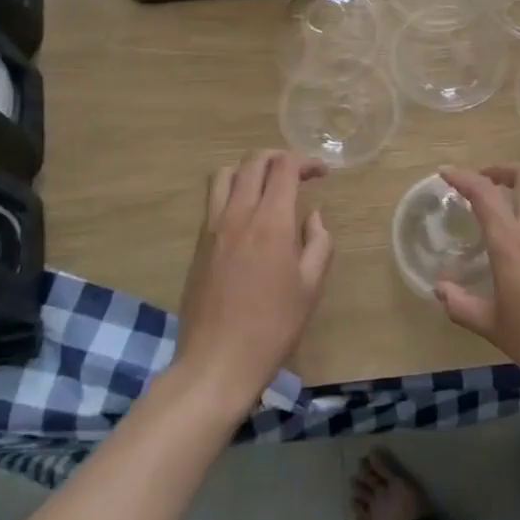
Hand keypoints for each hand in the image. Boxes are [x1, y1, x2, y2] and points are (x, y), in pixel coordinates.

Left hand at [177, 150, 332, 409]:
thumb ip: (318, 243)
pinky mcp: (198, 244)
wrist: (218, 361)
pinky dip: (231, 192)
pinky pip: (213, 200)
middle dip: (278, 158)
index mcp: (270, 222)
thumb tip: (313, 217)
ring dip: (249, 170)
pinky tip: (246, 216)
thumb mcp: (311, 286)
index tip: (321, 174)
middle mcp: (238, 214)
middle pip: (254, 162)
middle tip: (297, 173)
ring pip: (225, 174)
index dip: (305, 162)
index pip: (284, 167)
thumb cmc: (273, 326)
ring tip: (266, 187)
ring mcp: (213, 227)